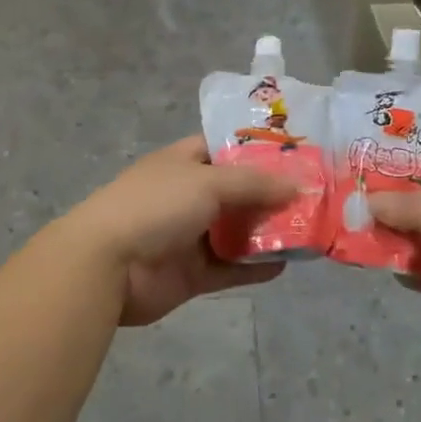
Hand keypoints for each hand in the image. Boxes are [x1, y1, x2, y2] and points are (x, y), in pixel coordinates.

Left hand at [61, 137, 297, 326]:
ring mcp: (188, 236)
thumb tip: (297, 185)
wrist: (107, 266)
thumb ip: (255, 183)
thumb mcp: (209, 182)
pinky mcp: (191, 274)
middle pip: (236, 192)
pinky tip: (285, 266)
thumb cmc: (156, 206)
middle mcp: (187, 195)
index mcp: (183, 163)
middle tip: (313, 196)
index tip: (296, 154)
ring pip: (235, 231)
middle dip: (271, 194)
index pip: (225, 148)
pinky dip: (254, 267)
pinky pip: (229, 268)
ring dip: (266, 232)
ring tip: (307, 230)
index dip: (258, 150)